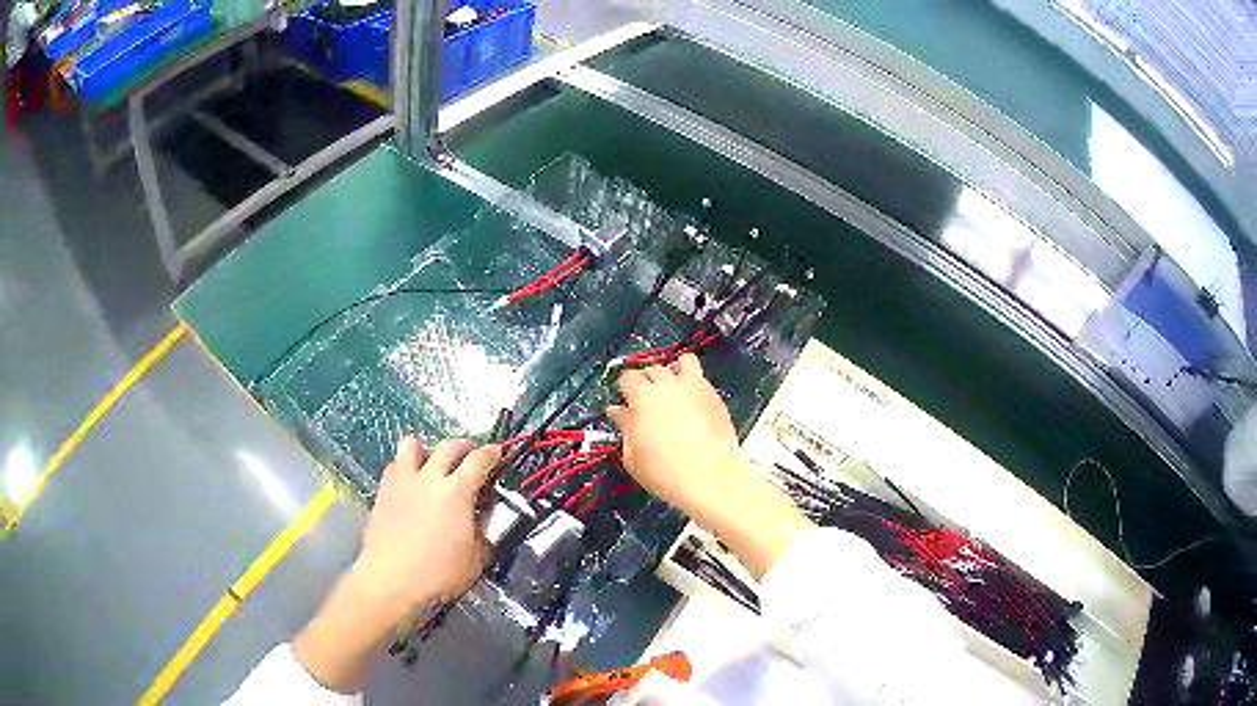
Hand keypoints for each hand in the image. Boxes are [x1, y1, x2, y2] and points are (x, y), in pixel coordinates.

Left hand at [356, 436, 499, 610]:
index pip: (479, 461)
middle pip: (448, 446)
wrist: (391, 579)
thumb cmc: (438, 574)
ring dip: (427, 449)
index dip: (491, 453)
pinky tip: (411, 484)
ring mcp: (403, 481)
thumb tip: (480, 517)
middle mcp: (429, 478)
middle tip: (471, 453)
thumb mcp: (475, 558)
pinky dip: (406, 467)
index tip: (497, 451)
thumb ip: (481, 531)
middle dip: (464, 445)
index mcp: (456, 492)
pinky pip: (395, 465)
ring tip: (433, 463)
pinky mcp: (383, 491)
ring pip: (413, 444)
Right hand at [607, 354, 743, 514]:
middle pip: (652, 368)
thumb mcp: (633, 456)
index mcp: (642, 397)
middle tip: (647, 400)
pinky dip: (693, 383)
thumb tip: (618, 412)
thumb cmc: (664, 472)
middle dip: (646, 380)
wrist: (710, 477)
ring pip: (682, 362)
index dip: (625, 389)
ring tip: (673, 389)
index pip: (627, 378)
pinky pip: (701, 378)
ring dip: (674, 371)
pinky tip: (692, 401)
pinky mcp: (715, 396)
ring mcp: (695, 387)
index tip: (625, 402)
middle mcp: (668, 384)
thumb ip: (625, 428)